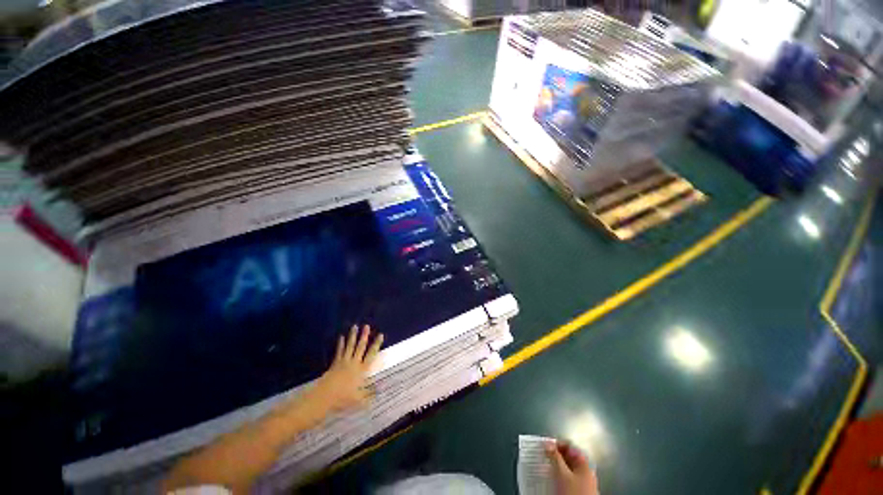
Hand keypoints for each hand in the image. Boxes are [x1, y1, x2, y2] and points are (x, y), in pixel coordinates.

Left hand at [312, 325, 383, 413]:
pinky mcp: (335, 363)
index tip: (380, 335)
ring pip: (350, 346)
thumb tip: (381, 390)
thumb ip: (369, 394)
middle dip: (364, 336)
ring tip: (355, 326)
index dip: (376, 344)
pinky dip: (341, 344)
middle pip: (360, 347)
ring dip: (353, 336)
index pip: (371, 354)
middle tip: (367, 326)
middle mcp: (354, 363)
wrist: (325, 397)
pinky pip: (339, 351)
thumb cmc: (343, 398)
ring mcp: (344, 362)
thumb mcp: (359, 399)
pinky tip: (341, 337)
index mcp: (362, 370)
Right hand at [546, 440, 599, 494]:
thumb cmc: (574, 492)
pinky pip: (567, 479)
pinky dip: (559, 477)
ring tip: (546, 469)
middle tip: (543, 457)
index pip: (569, 445)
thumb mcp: (561, 473)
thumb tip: (547, 442)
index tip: (544, 446)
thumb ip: (554, 456)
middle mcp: (586, 470)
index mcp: (584, 462)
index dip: (556, 443)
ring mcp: (583, 482)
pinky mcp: (579, 491)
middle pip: (568, 457)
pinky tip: (552, 480)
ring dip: (556, 467)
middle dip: (555, 456)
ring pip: (567, 469)